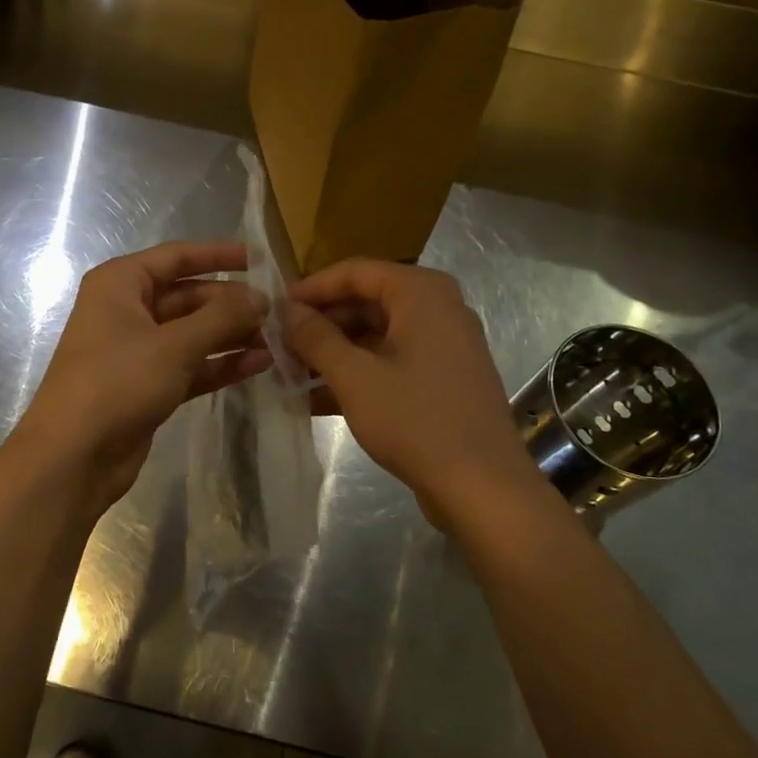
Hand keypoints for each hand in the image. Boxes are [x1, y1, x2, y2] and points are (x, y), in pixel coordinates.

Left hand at [20, 240, 271, 510]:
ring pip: (193, 333)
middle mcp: (127, 310)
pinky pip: (191, 365)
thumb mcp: (174, 345)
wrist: (73, 456)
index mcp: (120, 284)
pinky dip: (220, 364)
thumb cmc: (117, 383)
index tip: (259, 259)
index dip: (218, 255)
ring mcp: (137, 350)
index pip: (176, 257)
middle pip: (188, 296)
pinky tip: (259, 364)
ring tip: (277, 339)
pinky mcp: (148, 385)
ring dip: (231, 335)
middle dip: (231, 304)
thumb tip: (261, 298)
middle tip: (277, 312)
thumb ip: (221, 317)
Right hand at [284, 259, 537, 527]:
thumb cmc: (415, 420)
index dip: (311, 288)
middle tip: (279, 348)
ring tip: (290, 376)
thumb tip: (286, 311)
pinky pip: (392, 363)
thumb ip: (316, 338)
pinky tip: (317, 400)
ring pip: (377, 337)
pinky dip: (358, 375)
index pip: (355, 272)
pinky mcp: (443, 380)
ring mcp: (444, 346)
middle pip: (366, 303)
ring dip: (334, 354)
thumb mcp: (355, 377)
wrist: (482, 486)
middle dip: (320, 326)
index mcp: (421, 293)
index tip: (274, 309)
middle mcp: (437, 309)